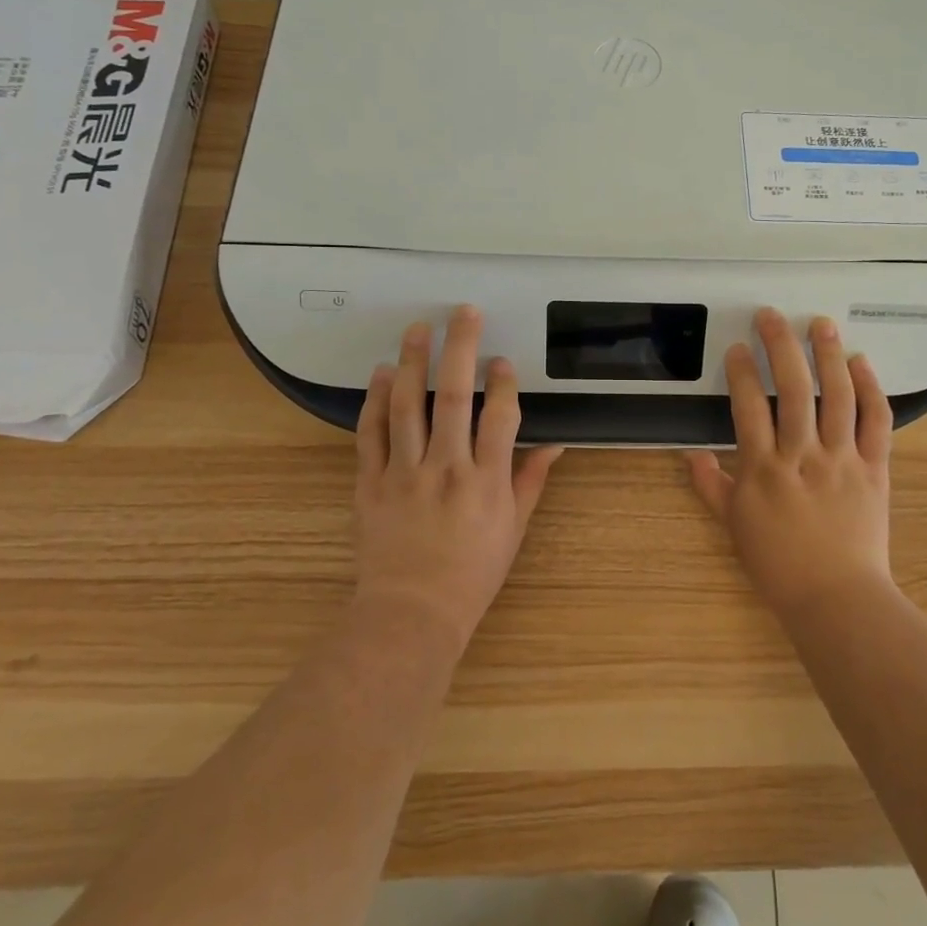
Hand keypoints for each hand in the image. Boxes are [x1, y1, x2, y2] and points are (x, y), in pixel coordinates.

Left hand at [353, 306, 563, 652]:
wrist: (411, 612)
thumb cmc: (472, 572)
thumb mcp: (513, 529)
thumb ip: (531, 481)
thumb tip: (555, 444)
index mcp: (487, 482)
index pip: (500, 418)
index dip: (503, 383)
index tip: (502, 359)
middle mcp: (446, 469)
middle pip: (452, 397)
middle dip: (460, 349)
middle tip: (463, 313)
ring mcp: (404, 474)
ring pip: (407, 406)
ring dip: (412, 362)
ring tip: (417, 328)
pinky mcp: (370, 483)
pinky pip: (371, 434)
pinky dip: (373, 401)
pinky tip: (379, 373)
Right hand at [685, 308, 894, 618]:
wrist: (837, 598)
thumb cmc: (779, 565)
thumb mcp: (735, 527)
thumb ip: (711, 487)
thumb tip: (690, 455)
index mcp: (764, 470)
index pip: (749, 407)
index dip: (742, 372)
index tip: (738, 347)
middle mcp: (802, 456)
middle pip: (793, 389)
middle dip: (781, 346)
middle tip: (772, 316)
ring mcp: (842, 459)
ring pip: (837, 396)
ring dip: (828, 355)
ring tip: (820, 324)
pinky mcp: (874, 468)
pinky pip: (877, 421)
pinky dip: (871, 389)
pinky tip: (861, 363)